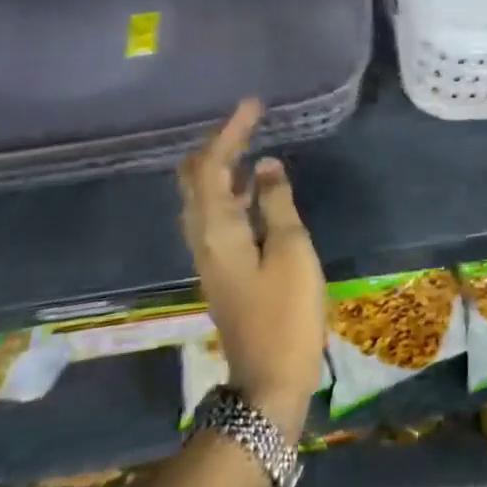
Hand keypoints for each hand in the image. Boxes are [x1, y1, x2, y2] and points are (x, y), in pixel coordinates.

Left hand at [178, 100, 326, 439]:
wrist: (269, 382)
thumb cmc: (285, 313)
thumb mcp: (291, 250)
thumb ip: (277, 203)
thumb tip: (267, 166)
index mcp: (216, 229)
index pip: (211, 167)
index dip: (230, 133)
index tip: (253, 105)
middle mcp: (203, 237)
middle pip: (195, 179)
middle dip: (216, 145)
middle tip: (246, 121)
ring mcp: (210, 255)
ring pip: (203, 197)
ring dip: (222, 165)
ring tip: (250, 141)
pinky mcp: (223, 267)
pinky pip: (217, 213)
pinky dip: (231, 188)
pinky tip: (256, 184)